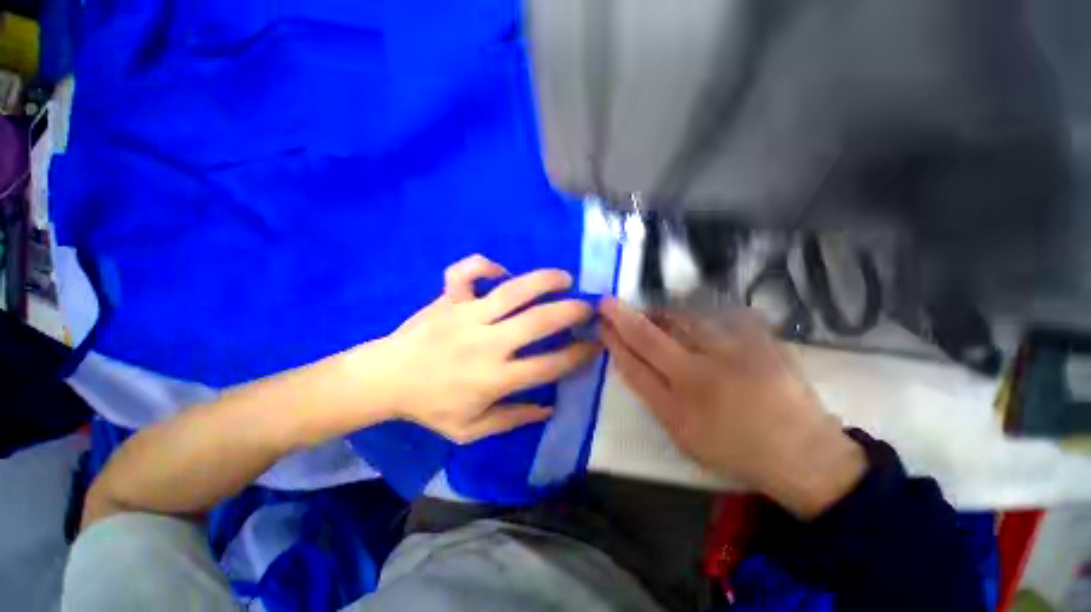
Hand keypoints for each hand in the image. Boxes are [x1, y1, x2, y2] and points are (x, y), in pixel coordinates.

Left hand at [381, 255, 598, 442]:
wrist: (384, 380)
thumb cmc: (429, 406)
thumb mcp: (470, 429)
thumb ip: (512, 419)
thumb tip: (548, 408)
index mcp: (493, 378)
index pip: (548, 366)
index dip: (578, 355)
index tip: (595, 345)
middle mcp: (486, 344)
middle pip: (538, 322)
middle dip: (571, 312)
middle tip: (588, 307)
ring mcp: (466, 316)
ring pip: (512, 291)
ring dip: (543, 281)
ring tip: (565, 278)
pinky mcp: (448, 299)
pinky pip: (465, 272)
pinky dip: (484, 265)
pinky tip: (500, 270)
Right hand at [600, 299, 865, 517]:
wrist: (802, 453)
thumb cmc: (735, 449)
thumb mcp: (682, 436)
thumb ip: (653, 396)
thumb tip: (630, 361)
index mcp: (678, 409)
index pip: (632, 365)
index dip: (612, 342)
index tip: (600, 324)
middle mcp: (700, 378)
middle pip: (649, 338)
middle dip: (622, 317)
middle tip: (607, 302)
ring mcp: (732, 356)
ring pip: (681, 319)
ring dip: (658, 312)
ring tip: (651, 311)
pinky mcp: (761, 342)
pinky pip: (721, 315)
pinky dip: (701, 312)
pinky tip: (692, 314)